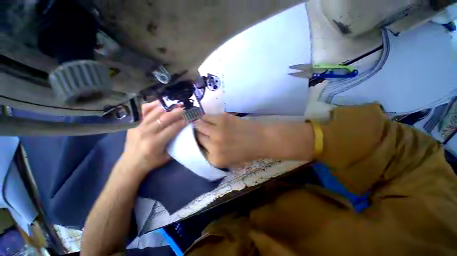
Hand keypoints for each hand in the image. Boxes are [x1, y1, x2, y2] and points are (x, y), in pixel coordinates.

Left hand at [116, 101, 186, 177]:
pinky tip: (161, 102)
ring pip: (155, 112)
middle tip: (186, 108)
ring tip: (176, 104)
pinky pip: (144, 112)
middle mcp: (146, 132)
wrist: (130, 164)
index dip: (183, 122)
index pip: (173, 128)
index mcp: (155, 143)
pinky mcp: (134, 124)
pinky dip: (153, 105)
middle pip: (165, 118)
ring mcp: (139, 127)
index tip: (190, 118)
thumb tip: (184, 132)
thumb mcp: (166, 157)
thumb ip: (175, 144)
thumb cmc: (151, 162)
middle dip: (177, 112)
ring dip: (168, 107)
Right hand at [195, 114, 268, 167]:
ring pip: (199, 125)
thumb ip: (214, 156)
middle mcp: (213, 146)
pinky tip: (208, 118)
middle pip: (197, 137)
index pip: (198, 151)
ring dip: (199, 124)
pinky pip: (206, 116)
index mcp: (215, 159)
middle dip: (198, 134)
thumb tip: (202, 146)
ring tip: (203, 123)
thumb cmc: (248, 152)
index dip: (199, 144)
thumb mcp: (230, 161)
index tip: (200, 140)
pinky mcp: (222, 119)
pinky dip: (205, 117)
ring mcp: (217, 131)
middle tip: (201, 131)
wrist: (261, 139)